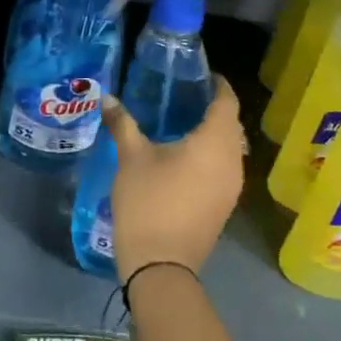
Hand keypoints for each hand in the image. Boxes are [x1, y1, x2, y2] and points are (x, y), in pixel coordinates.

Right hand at [106, 78, 246, 281]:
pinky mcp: (225, 206)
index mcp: (215, 143)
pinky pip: (225, 168)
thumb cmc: (149, 202)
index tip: (202, 74)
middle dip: (215, 108)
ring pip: (231, 149)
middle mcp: (233, 162)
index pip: (227, 103)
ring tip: (185, 123)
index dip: (219, 85)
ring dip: (214, 134)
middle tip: (187, 96)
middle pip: (232, 125)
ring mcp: (232, 187)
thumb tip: (108, 98)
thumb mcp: (131, 158)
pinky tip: (186, 157)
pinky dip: (212, 155)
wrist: (161, 266)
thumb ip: (123, 124)